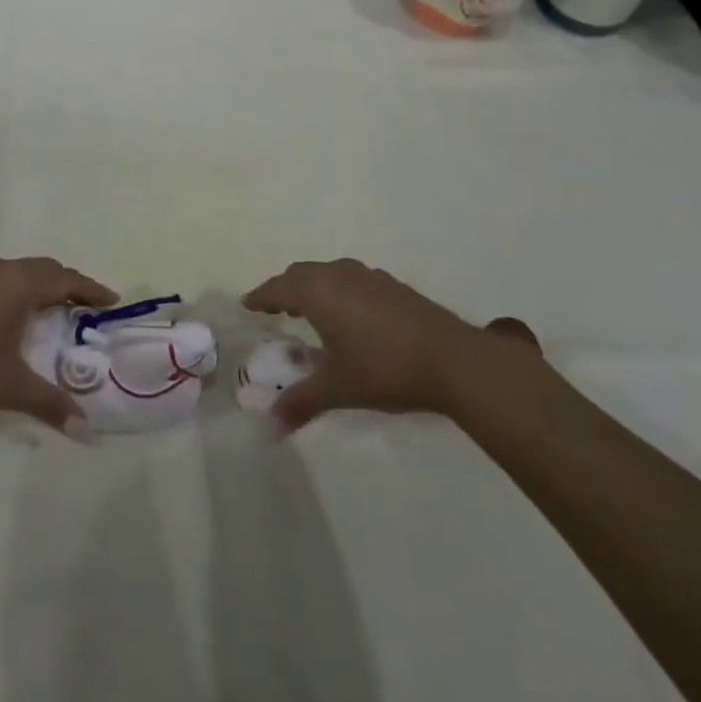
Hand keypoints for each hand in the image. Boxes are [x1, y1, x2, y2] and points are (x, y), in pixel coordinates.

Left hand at [0, 257, 118, 430]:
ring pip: (21, 271)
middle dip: (70, 285)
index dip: (91, 289)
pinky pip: (1, 278)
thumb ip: (50, 404)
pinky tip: (13, 315)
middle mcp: (0, 270)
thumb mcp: (9, 387)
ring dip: (42, 285)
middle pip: (45, 269)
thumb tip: (87, 430)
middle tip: (88, 307)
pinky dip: (19, 288)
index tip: (113, 301)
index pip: (66, 279)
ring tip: (55, 309)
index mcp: (19, 284)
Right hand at [241, 258, 540, 432]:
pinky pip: (351, 279)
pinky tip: (350, 314)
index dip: (261, 297)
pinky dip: (338, 290)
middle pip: (301, 274)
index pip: (277, 288)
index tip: (248, 303)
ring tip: (310, 309)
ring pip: (328, 273)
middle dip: (285, 289)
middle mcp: (337, 274)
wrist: (452, 359)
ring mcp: (367, 276)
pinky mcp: (392, 285)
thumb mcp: (338, 388)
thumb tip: (270, 428)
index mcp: (317, 291)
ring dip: (313, 287)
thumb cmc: (383, 368)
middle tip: (275, 307)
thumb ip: (302, 402)